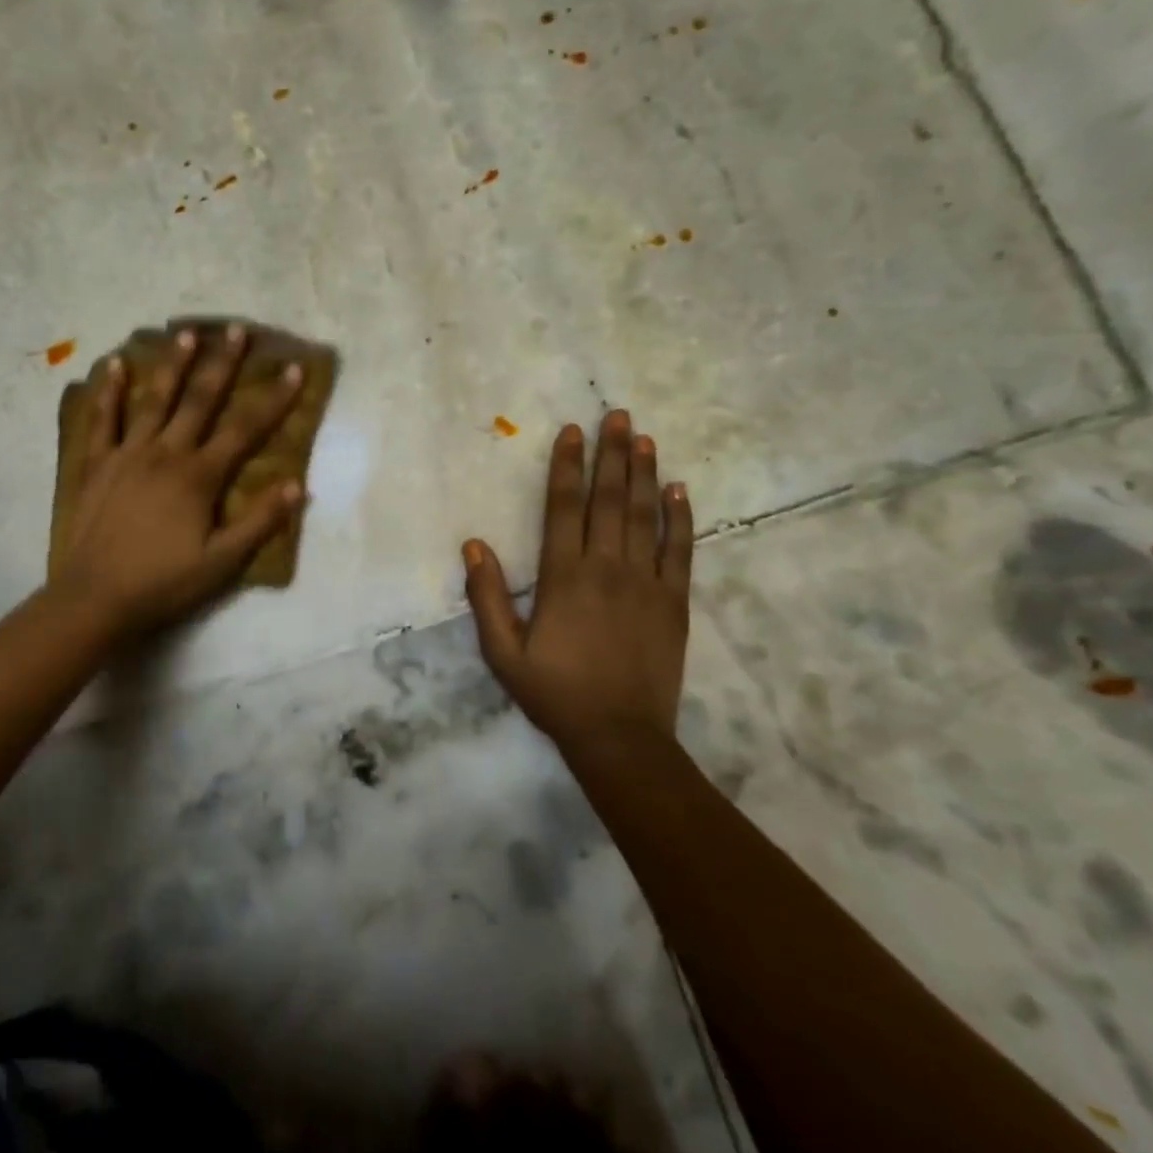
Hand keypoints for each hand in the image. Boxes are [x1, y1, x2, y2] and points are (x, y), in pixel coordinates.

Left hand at [53, 324, 305, 638]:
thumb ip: (260, 521)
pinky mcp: (97, 464)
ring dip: (172, 365)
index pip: (245, 429)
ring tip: (186, 333)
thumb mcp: (222, 562)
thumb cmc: (164, 583)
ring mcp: (128, 454)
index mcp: (199, 476)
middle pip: (200, 400)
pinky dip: (109, 392)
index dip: (274, 399)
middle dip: (222, 364)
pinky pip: (103, 420)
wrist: (95, 598)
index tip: (294, 368)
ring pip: (154, 400)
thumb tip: (297, 485)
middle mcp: (166, 453)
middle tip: (236, 329)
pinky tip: (114, 365)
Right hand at [462, 411, 693, 749]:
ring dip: (644, 474)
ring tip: (644, 438)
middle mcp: (606, 567)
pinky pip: (679, 551)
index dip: (567, 466)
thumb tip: (472, 544)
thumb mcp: (503, 651)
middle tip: (618, 416)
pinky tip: (680, 491)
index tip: (572, 432)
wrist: (620, 736)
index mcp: (564, 575)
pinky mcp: (674, 602)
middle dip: (611, 454)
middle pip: (609, 499)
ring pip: (645, 516)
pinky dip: (680, 518)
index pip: (564, 506)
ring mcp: (646, 582)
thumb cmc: (555, 693)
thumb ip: (488, 596)